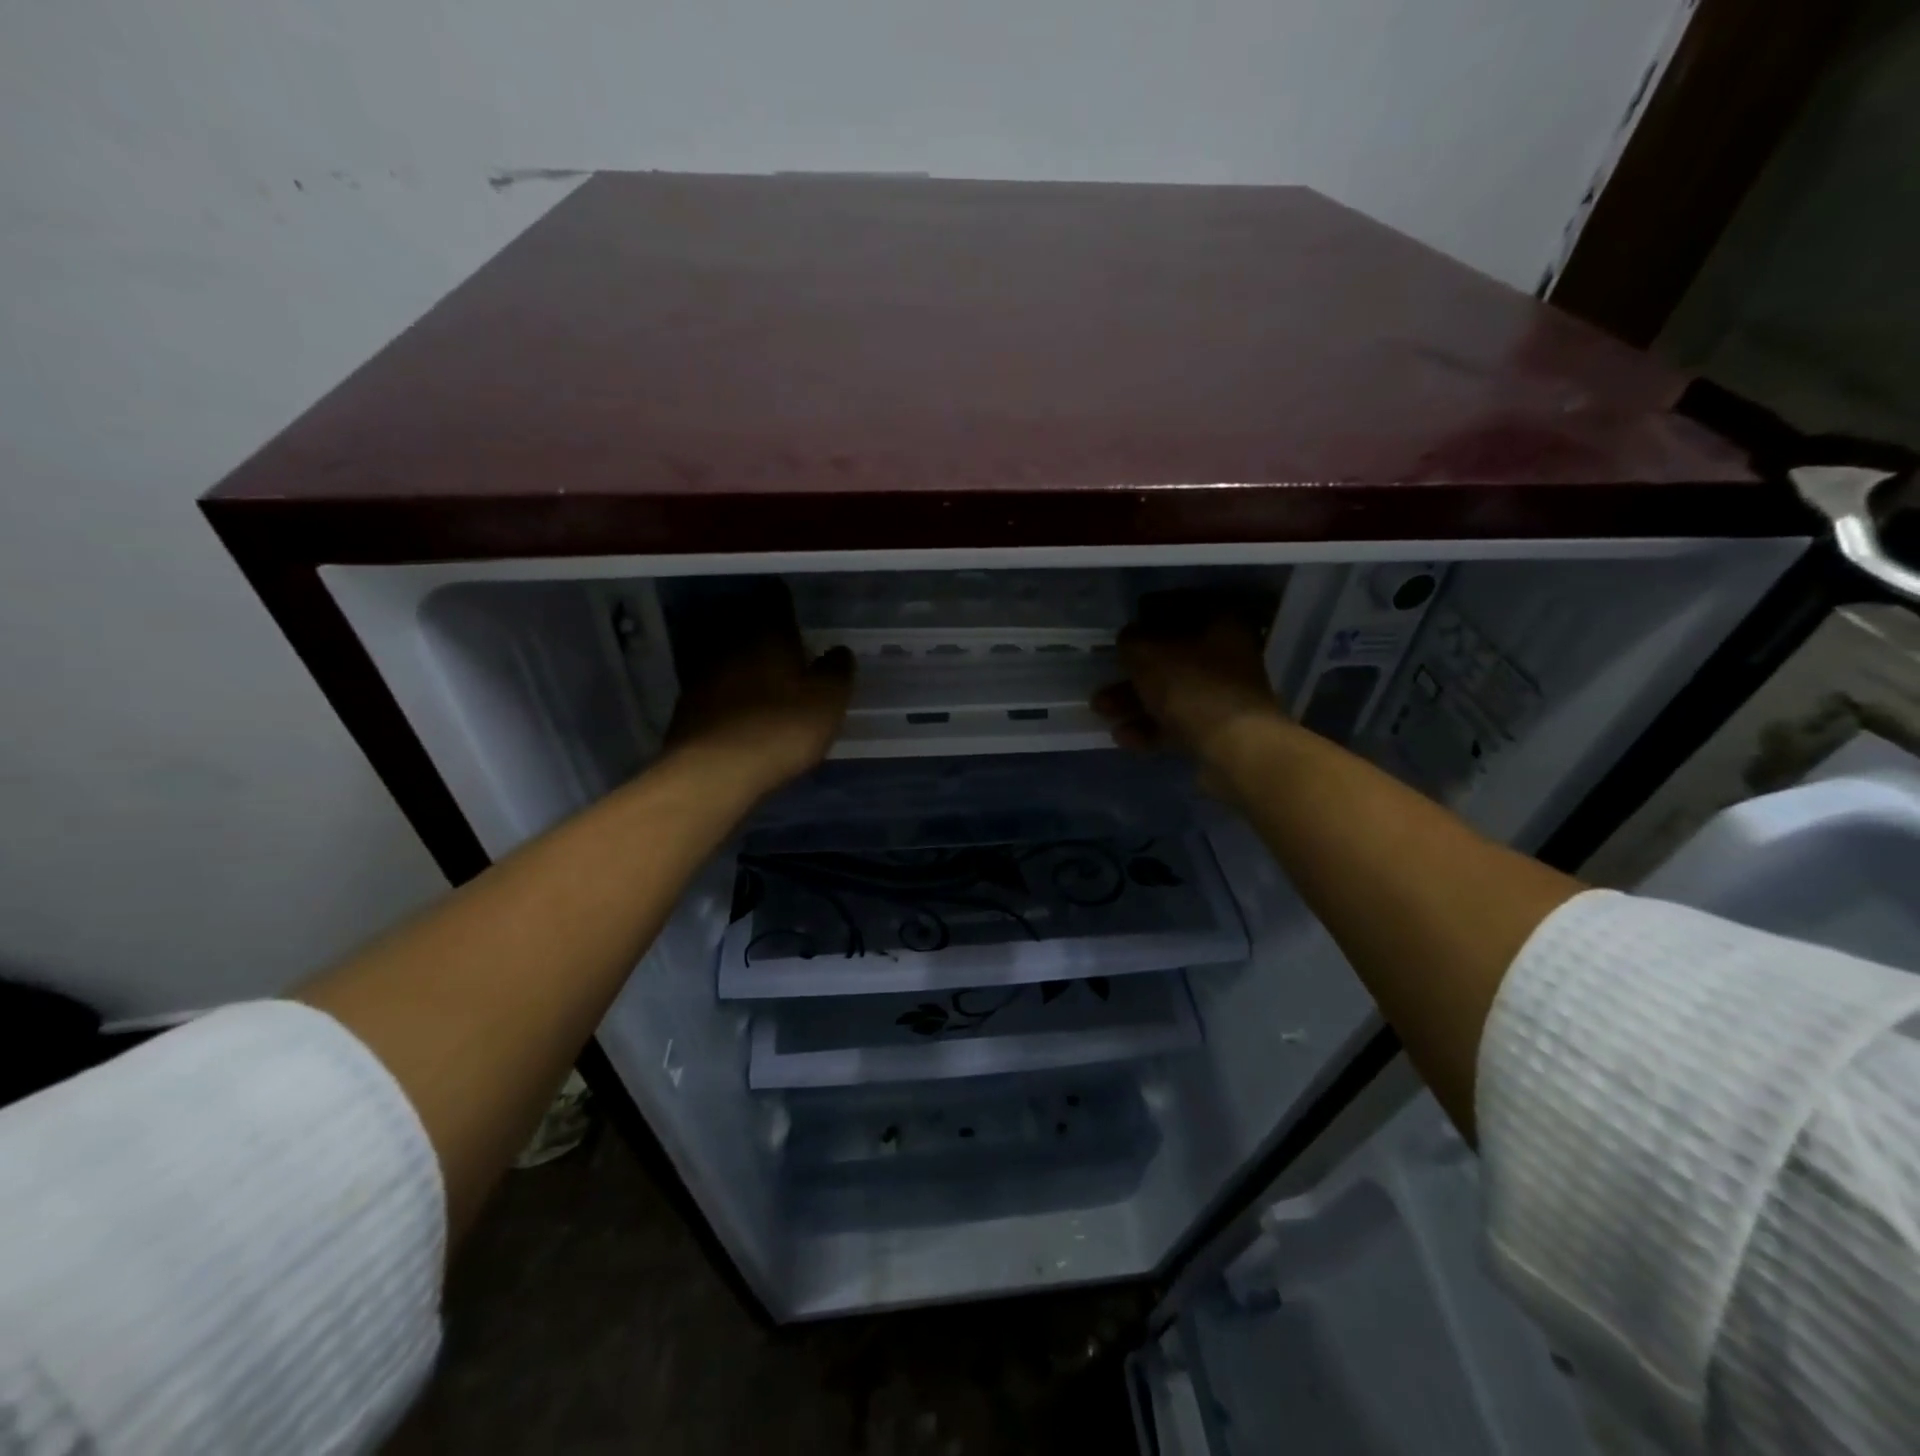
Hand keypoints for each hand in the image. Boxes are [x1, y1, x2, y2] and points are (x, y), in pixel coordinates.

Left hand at [666, 584, 853, 795]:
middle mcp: (731, 642)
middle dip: (763, 630)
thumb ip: (836, 671)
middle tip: (783, 640)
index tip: (797, 607)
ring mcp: (703, 672)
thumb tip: (838, 651)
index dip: (787, 601)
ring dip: (742, 660)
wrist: (713, 772)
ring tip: (762, 673)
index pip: (777, 601)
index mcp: (768, 633)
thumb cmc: (781, 728)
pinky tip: (739, 705)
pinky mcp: (687, 704)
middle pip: (746, 623)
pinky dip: (727, 689)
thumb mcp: (827, 702)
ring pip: (727, 653)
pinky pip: (713, 685)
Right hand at [1091, 597, 1286, 768]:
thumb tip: (1129, 640)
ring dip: (1133, 702)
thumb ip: (1131, 641)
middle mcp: (1227, 655)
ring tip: (1102, 711)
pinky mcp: (1218, 730)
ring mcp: (1224, 695)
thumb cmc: (1192, 687)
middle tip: (1102, 681)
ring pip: (1170, 692)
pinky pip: (1177, 722)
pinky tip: (1124, 737)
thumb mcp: (1148, 653)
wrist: (1235, 748)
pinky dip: (1150, 727)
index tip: (1121, 634)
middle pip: (1170, 657)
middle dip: (1131, 672)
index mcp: (1220, 623)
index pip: (1179, 608)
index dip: (1145, 618)